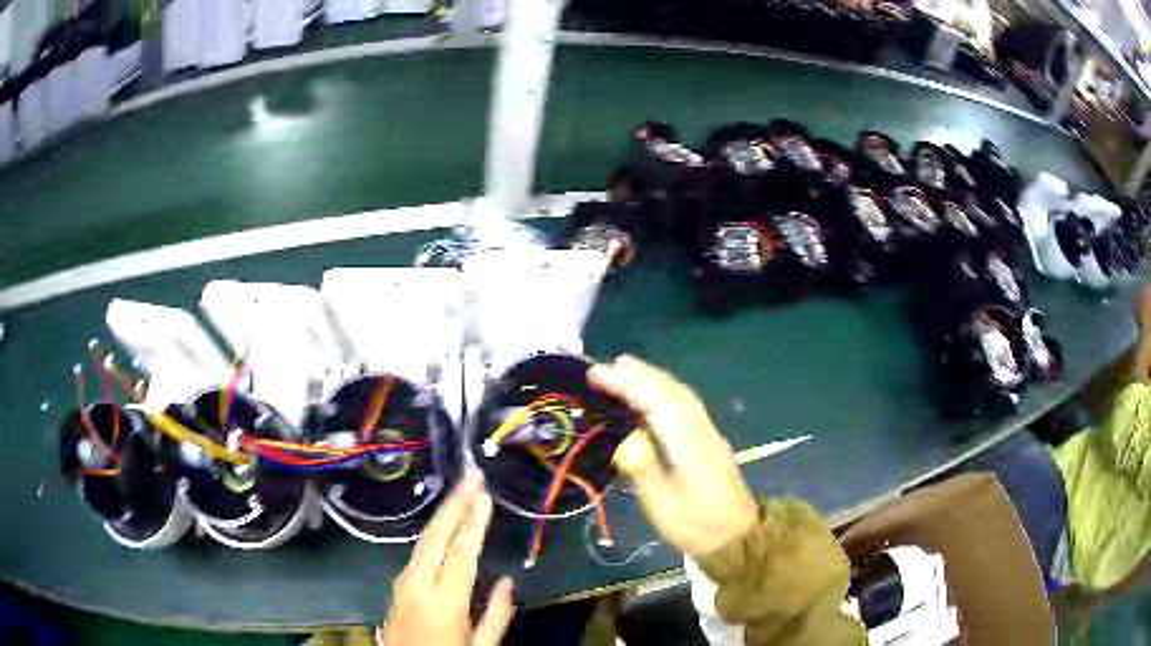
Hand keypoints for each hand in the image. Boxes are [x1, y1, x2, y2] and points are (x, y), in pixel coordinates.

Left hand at [379, 470, 514, 645]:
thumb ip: (496, 615)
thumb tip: (508, 581)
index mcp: (445, 600)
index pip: (462, 552)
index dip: (474, 521)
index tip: (484, 493)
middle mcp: (418, 584)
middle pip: (436, 536)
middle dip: (454, 503)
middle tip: (471, 475)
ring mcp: (402, 584)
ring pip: (423, 542)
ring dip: (443, 515)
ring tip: (461, 493)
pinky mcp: (397, 589)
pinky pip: (416, 555)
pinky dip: (433, 536)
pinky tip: (444, 530)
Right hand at [589, 356, 758, 556]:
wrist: (738, 536)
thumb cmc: (696, 525)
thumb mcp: (664, 506)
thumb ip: (645, 472)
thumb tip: (626, 442)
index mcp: (689, 444)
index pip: (657, 401)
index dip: (627, 384)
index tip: (597, 374)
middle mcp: (701, 430)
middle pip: (671, 391)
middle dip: (640, 374)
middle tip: (608, 365)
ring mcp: (709, 433)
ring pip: (681, 395)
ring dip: (653, 379)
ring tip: (626, 370)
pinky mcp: (710, 440)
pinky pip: (685, 404)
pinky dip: (664, 391)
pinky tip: (652, 397)